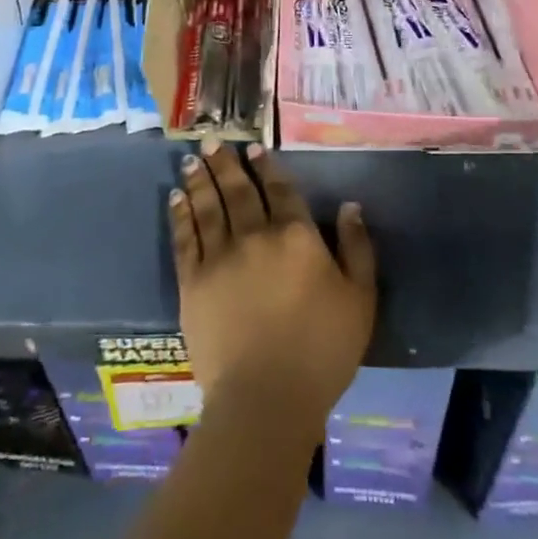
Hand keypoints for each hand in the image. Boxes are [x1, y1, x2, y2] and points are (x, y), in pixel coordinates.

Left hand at [169, 141, 375, 428]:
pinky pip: (185, 237)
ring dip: (200, 179)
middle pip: (238, 190)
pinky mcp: (193, 282)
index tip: (254, 149)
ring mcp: (220, 256)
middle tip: (212, 140)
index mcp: (296, 236)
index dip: (267, 167)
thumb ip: (357, 248)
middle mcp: (255, 235)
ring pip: (208, 205)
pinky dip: (181, 214)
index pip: (280, 190)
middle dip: (226, 163)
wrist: (266, 398)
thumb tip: (350, 207)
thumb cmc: (322, 351)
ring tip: (192, 158)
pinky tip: (176, 197)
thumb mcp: (360, 299)